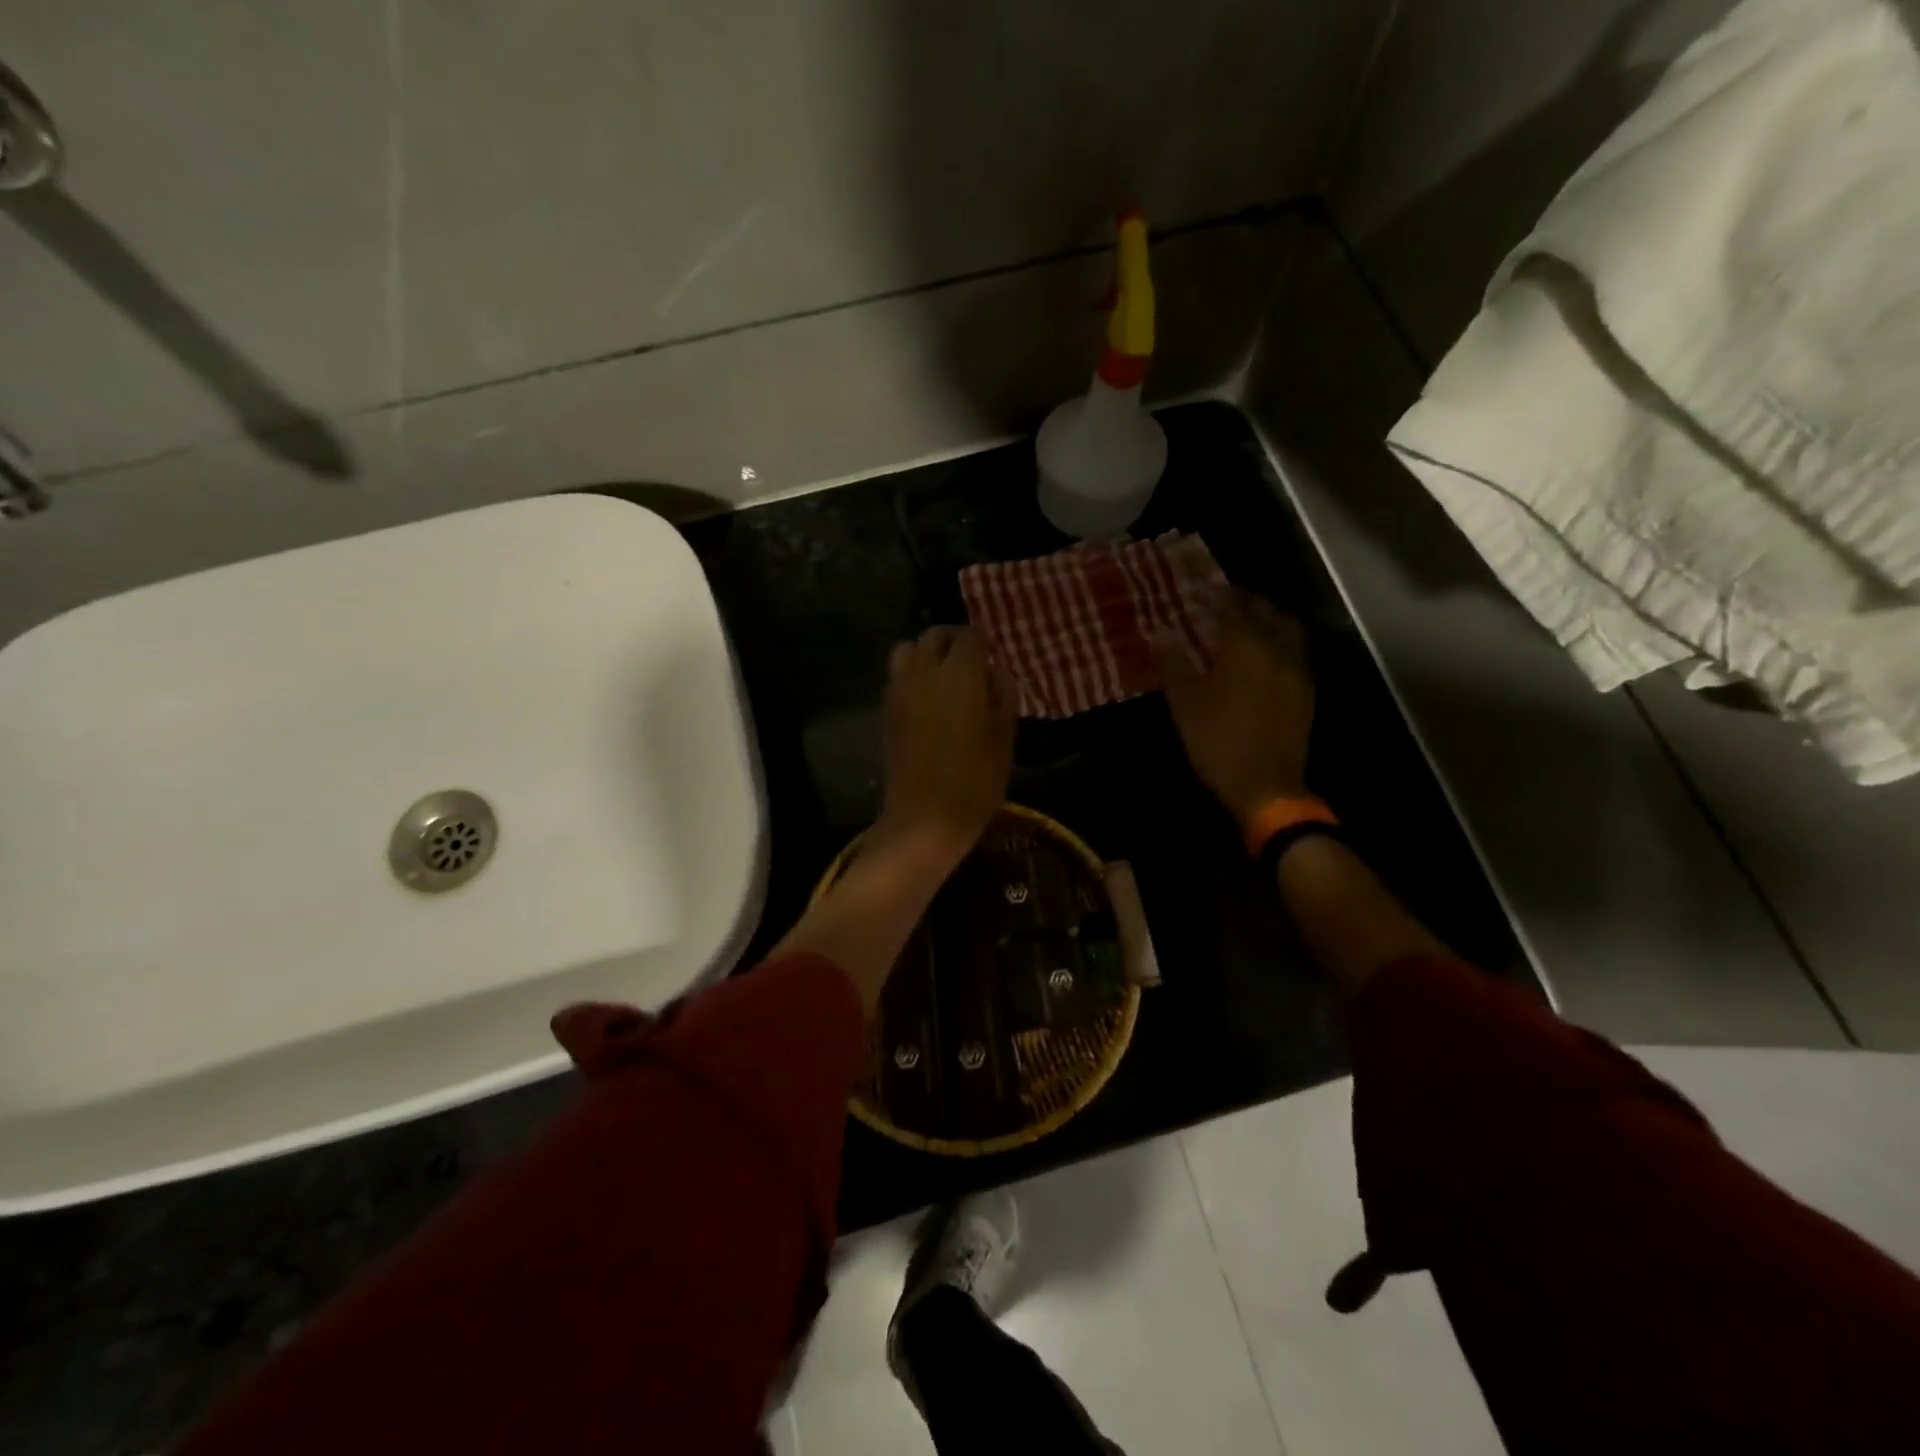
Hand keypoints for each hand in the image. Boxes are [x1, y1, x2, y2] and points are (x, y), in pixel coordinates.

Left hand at [878, 625, 1015, 860]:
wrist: (925, 817)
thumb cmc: (976, 779)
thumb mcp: (1005, 736)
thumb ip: (1003, 693)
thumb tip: (995, 670)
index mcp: (960, 673)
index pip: (970, 635)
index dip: (983, 643)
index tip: (992, 659)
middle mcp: (924, 671)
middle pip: (935, 636)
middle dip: (953, 642)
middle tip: (971, 664)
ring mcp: (899, 689)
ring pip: (908, 650)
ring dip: (926, 655)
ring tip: (944, 678)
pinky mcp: (886, 710)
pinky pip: (898, 676)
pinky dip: (912, 675)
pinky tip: (927, 700)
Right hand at [1153, 589, 1313, 825]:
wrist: (1266, 785)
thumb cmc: (1218, 741)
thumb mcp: (1185, 703)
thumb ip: (1174, 663)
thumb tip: (1160, 632)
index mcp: (1246, 647)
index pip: (1232, 606)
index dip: (1216, 593)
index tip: (1201, 586)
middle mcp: (1278, 649)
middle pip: (1266, 610)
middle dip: (1245, 600)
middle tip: (1223, 600)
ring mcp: (1298, 669)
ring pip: (1288, 628)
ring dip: (1268, 617)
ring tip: (1247, 621)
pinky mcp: (1306, 690)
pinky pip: (1295, 650)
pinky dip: (1279, 640)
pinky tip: (1264, 653)